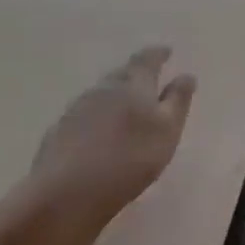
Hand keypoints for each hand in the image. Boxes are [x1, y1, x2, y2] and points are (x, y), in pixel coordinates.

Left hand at [22, 47, 196, 232]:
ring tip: (127, 106)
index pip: (146, 60)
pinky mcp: (58, 132)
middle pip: (121, 74)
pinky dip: (98, 116)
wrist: (66, 193)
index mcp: (133, 85)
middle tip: (148, 78)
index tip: (166, 51)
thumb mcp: (167, 131)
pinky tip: (100, 132)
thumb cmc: (129, 159)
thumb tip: (185, 75)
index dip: (158, 54)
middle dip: (136, 73)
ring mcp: (76, 110)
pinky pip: (84, 115)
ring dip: (115, 95)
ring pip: (101, 94)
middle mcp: (102, 89)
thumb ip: (178, 101)